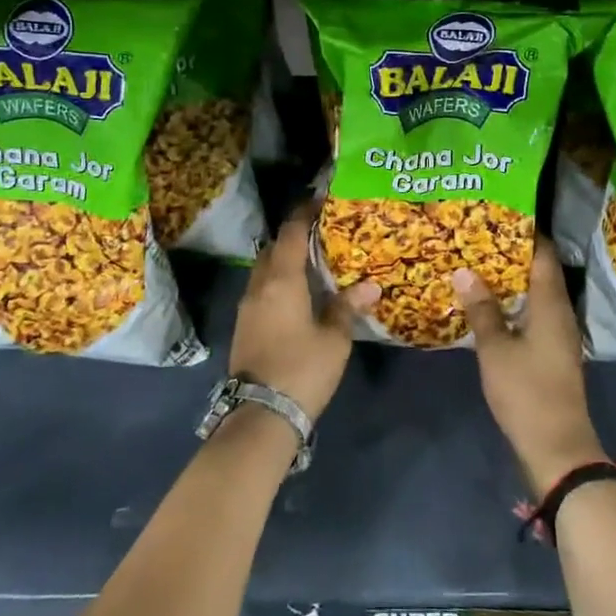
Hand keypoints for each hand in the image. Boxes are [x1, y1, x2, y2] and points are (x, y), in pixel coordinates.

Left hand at [228, 202, 377, 424]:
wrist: (260, 415)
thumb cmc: (302, 369)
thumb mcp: (334, 338)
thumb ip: (347, 306)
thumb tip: (370, 285)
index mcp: (281, 280)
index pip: (291, 233)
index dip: (305, 213)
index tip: (321, 200)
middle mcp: (259, 286)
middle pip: (274, 248)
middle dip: (294, 235)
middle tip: (322, 232)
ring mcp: (247, 307)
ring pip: (264, 269)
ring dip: (284, 259)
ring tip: (313, 261)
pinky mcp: (244, 326)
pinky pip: (261, 289)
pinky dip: (278, 281)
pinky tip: (298, 293)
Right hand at [456, 240, 605, 495]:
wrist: (558, 448)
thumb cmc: (527, 392)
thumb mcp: (496, 349)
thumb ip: (481, 309)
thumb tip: (465, 270)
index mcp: (551, 304)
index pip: (543, 254)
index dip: (524, 232)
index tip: (497, 214)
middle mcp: (560, 312)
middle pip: (539, 271)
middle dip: (510, 253)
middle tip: (477, 237)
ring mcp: (558, 333)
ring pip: (535, 293)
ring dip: (510, 279)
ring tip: (477, 264)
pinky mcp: (552, 351)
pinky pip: (533, 313)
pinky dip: (513, 302)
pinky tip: (488, 304)